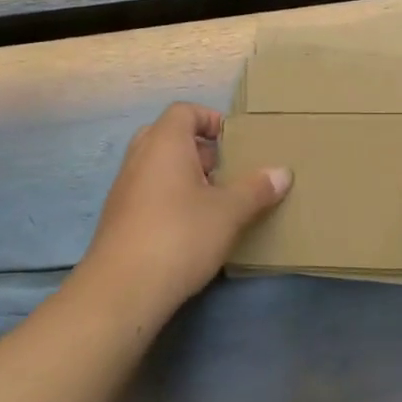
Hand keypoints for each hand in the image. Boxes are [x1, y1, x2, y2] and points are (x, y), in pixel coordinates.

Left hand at [78, 103, 291, 314]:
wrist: (122, 290)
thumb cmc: (180, 235)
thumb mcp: (229, 212)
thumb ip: (257, 189)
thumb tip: (283, 172)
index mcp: (164, 143)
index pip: (184, 111)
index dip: (210, 119)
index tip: (234, 142)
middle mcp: (139, 157)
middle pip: (169, 136)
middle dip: (199, 149)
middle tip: (226, 170)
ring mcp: (124, 188)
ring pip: (158, 166)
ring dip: (186, 176)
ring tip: (215, 201)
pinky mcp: (118, 218)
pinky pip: (149, 192)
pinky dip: (170, 198)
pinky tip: (192, 227)